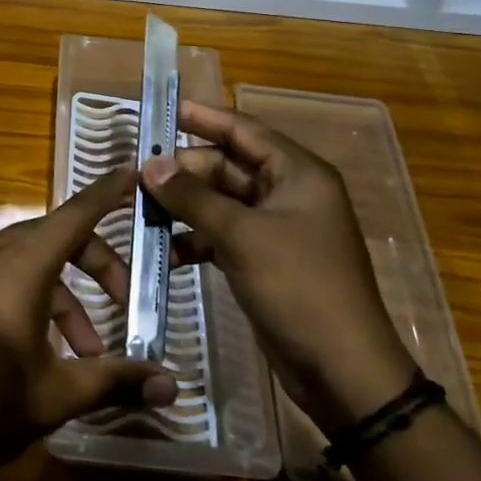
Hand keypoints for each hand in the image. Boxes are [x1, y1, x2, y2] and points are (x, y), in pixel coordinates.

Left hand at [0, 167, 178, 480]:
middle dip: (95, 266)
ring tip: (82, 353)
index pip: (75, 215)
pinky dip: (22, 298)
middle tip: (123, 305)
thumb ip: (114, 382)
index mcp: (18, 268)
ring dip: (60, 295)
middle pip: (54, 239)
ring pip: (23, 262)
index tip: (134, 170)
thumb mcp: (53, 397)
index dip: (108, 192)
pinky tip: (28, 350)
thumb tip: (172, 387)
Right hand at [141, 101, 415, 434]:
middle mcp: (289, 193)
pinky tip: (166, 251)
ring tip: (142, 213)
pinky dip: (196, 239)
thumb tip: (149, 164)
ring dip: (185, 207)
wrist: (342, 371)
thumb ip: (192, 197)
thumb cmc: (298, 287)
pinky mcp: (265, 260)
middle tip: (138, 177)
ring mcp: (277, 229)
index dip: (203, 117)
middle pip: (227, 166)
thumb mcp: (241, 235)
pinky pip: (223, 234)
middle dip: (184, 172)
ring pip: (221, 203)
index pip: (243, 129)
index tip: (162, 110)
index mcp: (297, 173)